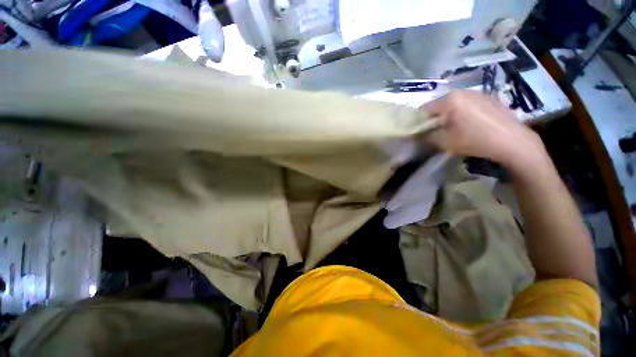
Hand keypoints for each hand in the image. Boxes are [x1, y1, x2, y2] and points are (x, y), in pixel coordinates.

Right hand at [421, 90, 546, 170]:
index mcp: (450, 101)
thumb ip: (428, 137)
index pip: (426, 108)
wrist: (513, 141)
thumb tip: (420, 135)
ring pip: (455, 102)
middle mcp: (462, 92)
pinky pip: (469, 102)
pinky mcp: (489, 97)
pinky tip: (470, 123)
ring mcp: (477, 93)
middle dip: (436, 116)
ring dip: (450, 113)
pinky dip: (463, 111)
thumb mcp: (446, 143)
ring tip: (454, 127)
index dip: (420, 120)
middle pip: (440, 104)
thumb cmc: (475, 141)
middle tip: (437, 129)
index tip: (421, 130)